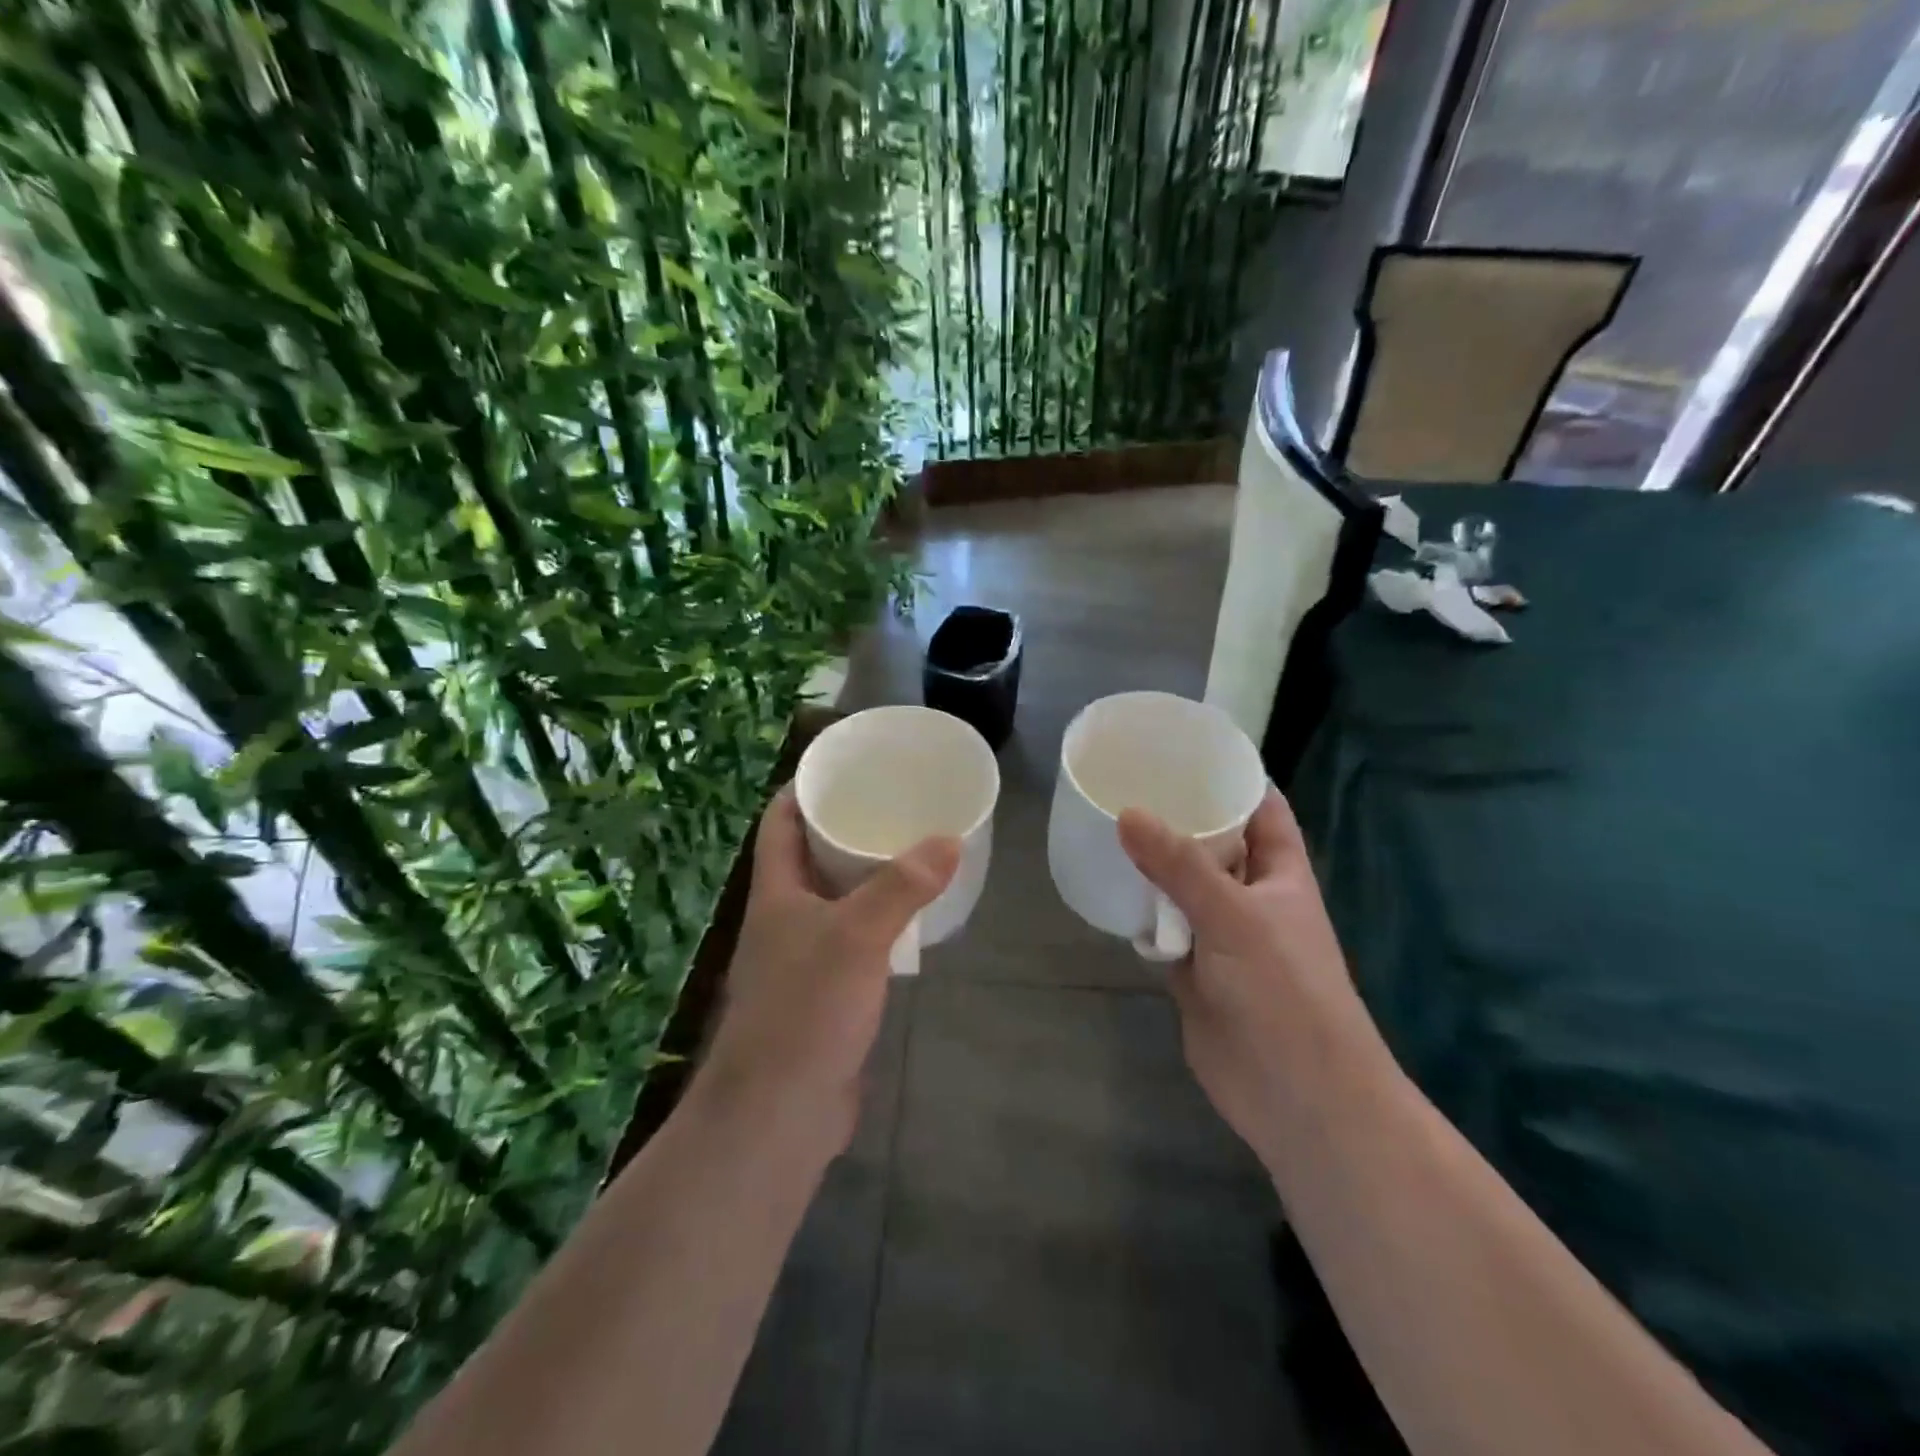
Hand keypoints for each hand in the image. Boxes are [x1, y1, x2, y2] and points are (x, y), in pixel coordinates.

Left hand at [695, 787, 959, 1150]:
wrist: (779, 1112)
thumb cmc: (806, 1009)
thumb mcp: (858, 937)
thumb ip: (902, 887)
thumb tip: (949, 839)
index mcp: (776, 892)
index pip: (778, 822)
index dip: (802, 789)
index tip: (842, 766)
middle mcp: (783, 919)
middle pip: (809, 858)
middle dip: (843, 829)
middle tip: (891, 805)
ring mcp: (801, 959)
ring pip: (833, 901)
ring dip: (864, 878)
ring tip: (908, 852)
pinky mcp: (823, 995)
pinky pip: (851, 942)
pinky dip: (876, 924)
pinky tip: (909, 921)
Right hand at [1118, 788, 1377, 1165]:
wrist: (1295, 1098)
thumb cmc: (1285, 993)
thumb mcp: (1235, 917)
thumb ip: (1180, 866)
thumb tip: (1126, 813)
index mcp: (1280, 873)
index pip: (1261, 808)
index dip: (1232, 776)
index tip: (1186, 747)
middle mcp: (1250, 896)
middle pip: (1213, 843)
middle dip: (1176, 816)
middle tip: (1125, 780)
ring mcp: (1219, 935)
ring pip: (1181, 886)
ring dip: (1151, 865)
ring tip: (1103, 824)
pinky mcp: (1192, 970)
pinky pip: (1161, 927)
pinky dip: (1139, 913)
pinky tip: (1105, 890)